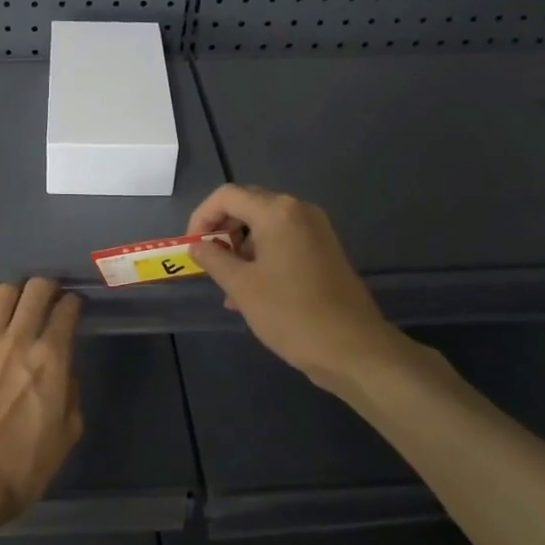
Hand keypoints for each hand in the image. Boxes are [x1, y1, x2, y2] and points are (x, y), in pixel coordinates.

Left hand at [0, 278, 83, 535]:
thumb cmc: (21, 467)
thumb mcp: (65, 437)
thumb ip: (70, 397)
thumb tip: (63, 376)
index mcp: (51, 359)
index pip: (67, 310)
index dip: (73, 303)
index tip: (73, 307)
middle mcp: (18, 339)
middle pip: (35, 289)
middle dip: (46, 287)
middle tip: (46, 297)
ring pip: (1, 294)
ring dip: (13, 297)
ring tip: (13, 310)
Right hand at [187, 184, 429, 396]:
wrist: (353, 348)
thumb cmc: (290, 313)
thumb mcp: (241, 286)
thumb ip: (214, 259)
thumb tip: (197, 246)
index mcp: (277, 212)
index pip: (226, 196)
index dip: (201, 217)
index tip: (191, 247)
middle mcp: (298, 211)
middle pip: (247, 206)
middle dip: (221, 231)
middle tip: (207, 262)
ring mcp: (316, 230)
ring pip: (265, 226)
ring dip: (241, 248)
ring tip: (227, 286)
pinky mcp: (325, 250)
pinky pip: (283, 241)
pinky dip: (262, 257)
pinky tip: (251, 292)